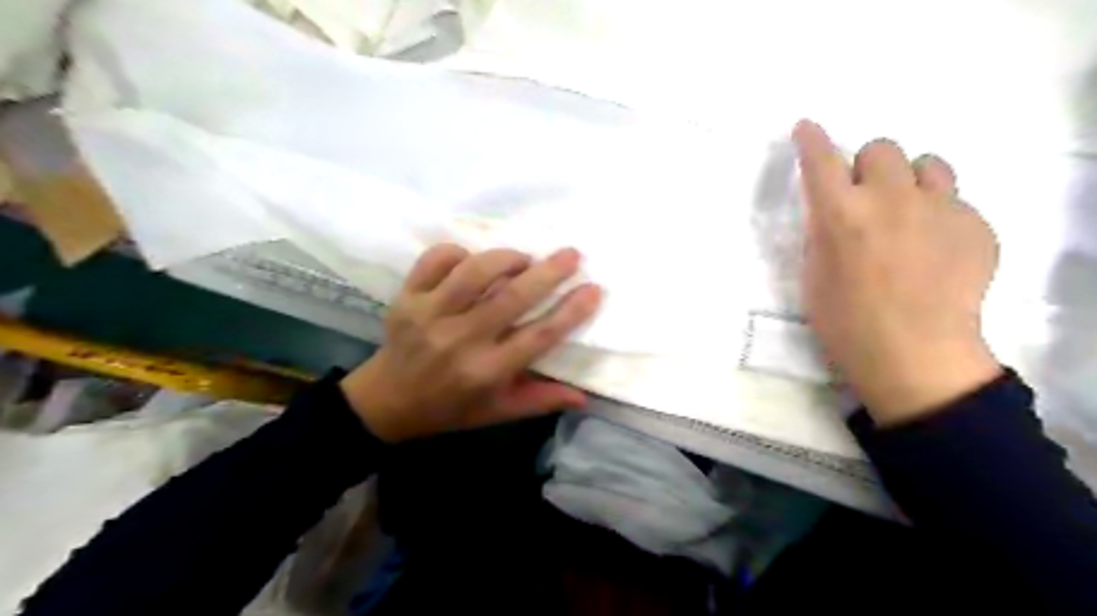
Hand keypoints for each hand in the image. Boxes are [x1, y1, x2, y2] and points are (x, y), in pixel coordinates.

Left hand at [341, 245, 597, 443]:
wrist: (387, 401)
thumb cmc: (450, 407)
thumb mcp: (498, 411)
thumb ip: (540, 400)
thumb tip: (584, 396)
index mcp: (486, 371)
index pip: (539, 337)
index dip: (571, 312)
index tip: (594, 290)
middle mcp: (460, 340)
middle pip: (512, 298)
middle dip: (549, 272)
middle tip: (572, 255)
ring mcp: (429, 315)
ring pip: (474, 272)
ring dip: (505, 258)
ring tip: (524, 257)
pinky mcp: (407, 298)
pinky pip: (435, 260)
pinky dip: (457, 251)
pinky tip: (472, 259)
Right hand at [790, 118, 999, 422]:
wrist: (914, 354)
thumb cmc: (845, 321)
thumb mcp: (813, 275)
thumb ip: (822, 233)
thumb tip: (833, 211)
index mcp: (840, 215)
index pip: (820, 160)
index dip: (811, 140)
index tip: (807, 129)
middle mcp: (889, 199)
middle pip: (881, 148)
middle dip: (867, 166)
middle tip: (865, 196)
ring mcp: (940, 208)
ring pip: (928, 164)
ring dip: (909, 181)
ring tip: (907, 214)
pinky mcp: (976, 224)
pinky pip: (955, 200)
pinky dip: (938, 214)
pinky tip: (934, 249)